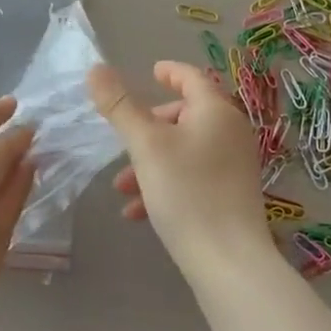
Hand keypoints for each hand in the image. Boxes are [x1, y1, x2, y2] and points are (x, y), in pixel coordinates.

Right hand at [88, 62, 274, 282]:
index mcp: (216, 111)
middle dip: (148, 128)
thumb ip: (119, 106)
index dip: (170, 72)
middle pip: (185, 115)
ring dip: (149, 162)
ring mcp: (234, 165)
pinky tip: (138, 212)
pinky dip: (165, 184)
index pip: (192, 78)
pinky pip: (192, 177)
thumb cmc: (187, 192)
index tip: (151, 72)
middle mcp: (231, 133)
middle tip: (124, 140)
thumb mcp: (145, 145)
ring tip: (121, 187)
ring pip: (183, 150)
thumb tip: (96, 69)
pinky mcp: (231, 195)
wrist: (228, 261)